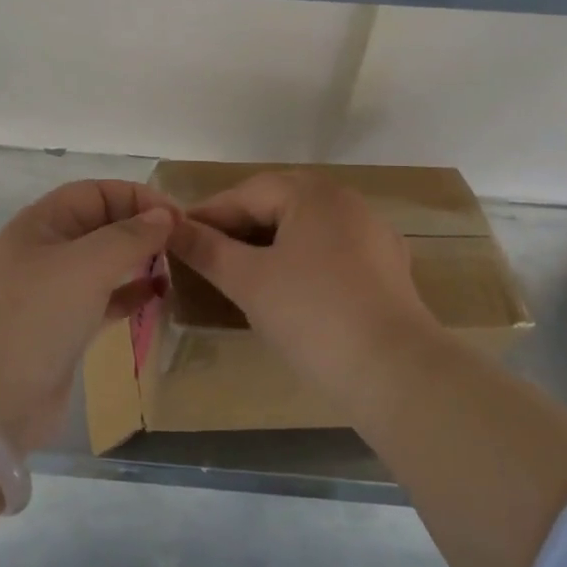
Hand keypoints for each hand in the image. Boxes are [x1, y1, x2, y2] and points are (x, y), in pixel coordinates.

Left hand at [0, 180, 177, 453]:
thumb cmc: (35, 317)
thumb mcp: (85, 266)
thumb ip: (129, 236)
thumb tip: (165, 215)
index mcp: (42, 223)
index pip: (96, 192)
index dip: (137, 197)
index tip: (178, 218)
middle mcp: (46, 251)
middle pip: (101, 224)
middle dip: (141, 227)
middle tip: (185, 242)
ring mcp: (53, 292)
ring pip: (105, 263)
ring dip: (139, 260)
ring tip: (178, 265)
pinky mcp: (64, 329)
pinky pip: (104, 299)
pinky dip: (130, 294)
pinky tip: (159, 296)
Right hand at [169, 171, 436, 393]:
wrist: (396, 374)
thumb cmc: (312, 315)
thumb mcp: (248, 280)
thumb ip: (206, 249)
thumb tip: (170, 227)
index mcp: (313, 193)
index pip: (246, 193)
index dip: (207, 214)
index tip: (176, 236)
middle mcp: (346, 201)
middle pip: (278, 204)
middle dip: (238, 227)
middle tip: (203, 253)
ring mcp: (372, 234)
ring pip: (305, 229)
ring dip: (268, 244)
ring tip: (238, 271)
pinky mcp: (387, 269)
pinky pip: (330, 252)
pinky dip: (300, 261)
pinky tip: (287, 288)